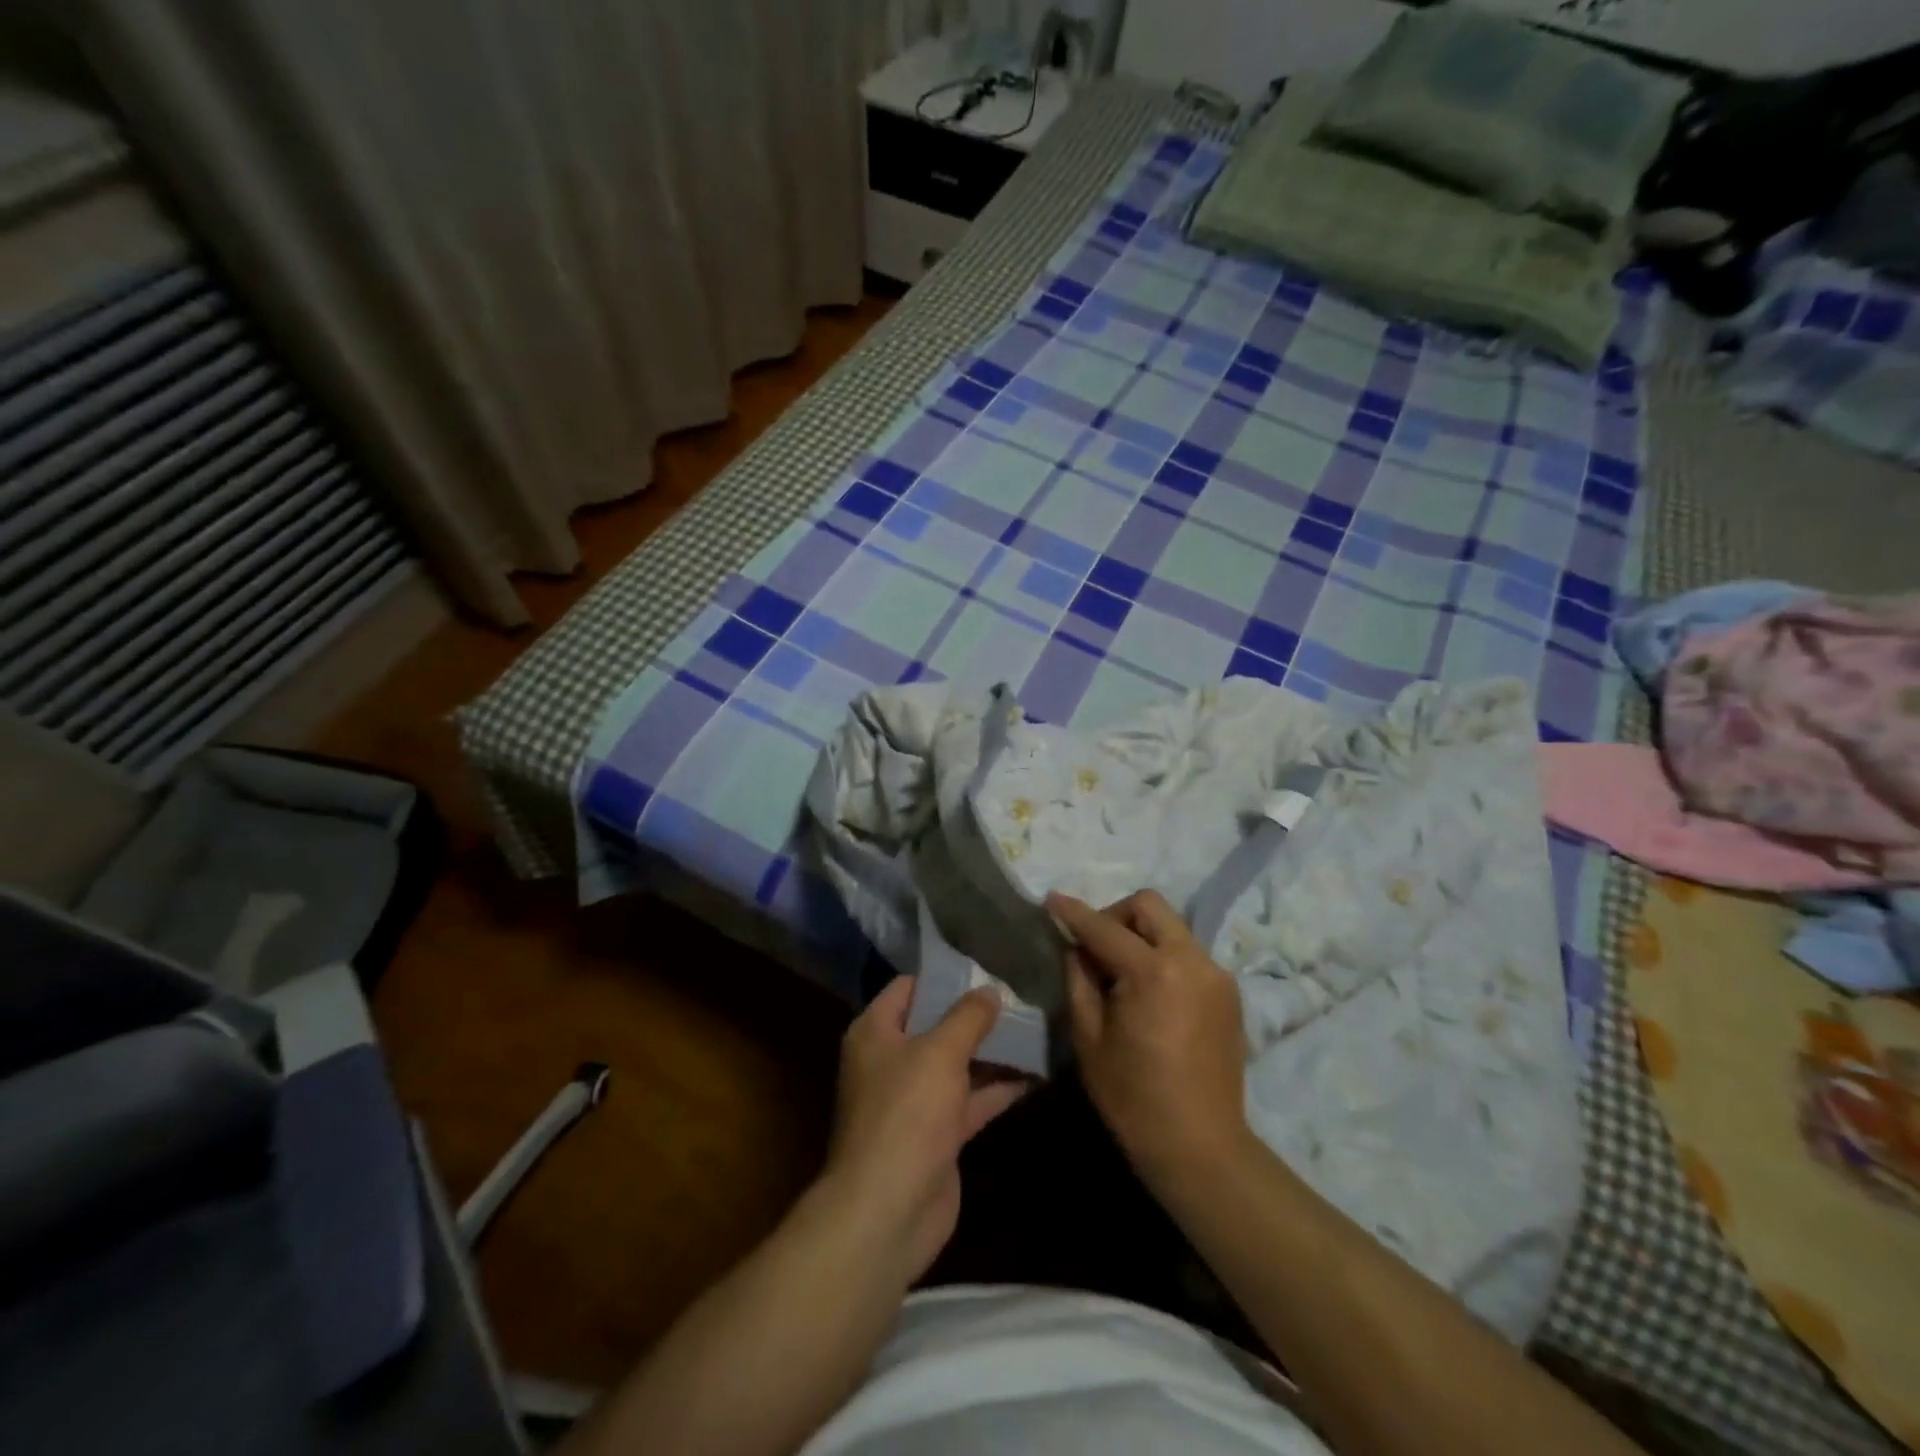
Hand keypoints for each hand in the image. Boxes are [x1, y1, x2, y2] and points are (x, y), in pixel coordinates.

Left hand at [822, 976, 1027, 1281]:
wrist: (888, 1210)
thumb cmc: (906, 1113)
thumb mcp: (940, 1052)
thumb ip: (968, 1017)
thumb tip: (989, 990)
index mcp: (875, 1032)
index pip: (908, 988)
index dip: (943, 977)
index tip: (983, 967)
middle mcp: (891, 1061)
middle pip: (935, 1026)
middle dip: (974, 1015)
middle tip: (1019, 996)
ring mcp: (914, 1101)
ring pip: (957, 1065)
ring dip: (991, 1052)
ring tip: (1034, 1028)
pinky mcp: (937, 1135)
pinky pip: (970, 1101)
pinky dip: (997, 1089)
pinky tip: (1034, 1074)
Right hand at [1048, 890, 1252, 1190]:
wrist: (1202, 1148)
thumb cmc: (1134, 1098)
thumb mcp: (1089, 1038)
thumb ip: (1079, 980)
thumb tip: (1076, 947)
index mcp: (1153, 972)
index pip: (1104, 928)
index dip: (1074, 913)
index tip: (1050, 901)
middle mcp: (1191, 960)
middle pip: (1149, 906)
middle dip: (1115, 914)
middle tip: (1094, 946)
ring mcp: (1216, 974)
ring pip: (1171, 926)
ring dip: (1140, 935)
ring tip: (1121, 973)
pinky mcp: (1229, 992)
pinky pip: (1188, 953)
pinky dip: (1163, 956)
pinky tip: (1150, 993)